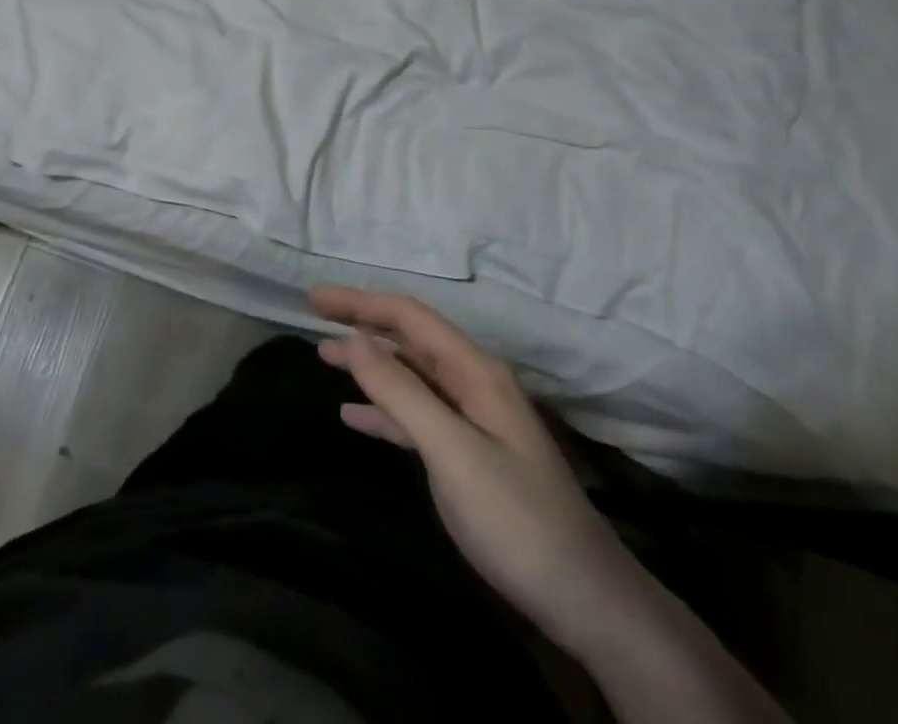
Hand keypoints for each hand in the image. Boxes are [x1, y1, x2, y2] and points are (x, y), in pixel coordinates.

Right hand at [311, 286, 790, 723]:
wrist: (584, 599)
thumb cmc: (516, 518)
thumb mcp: (452, 451)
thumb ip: (402, 392)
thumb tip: (355, 338)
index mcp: (474, 371)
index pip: (409, 317)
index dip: (360, 302)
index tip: (314, 297)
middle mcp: (472, 384)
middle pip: (408, 339)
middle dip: (362, 324)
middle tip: (313, 316)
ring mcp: (472, 419)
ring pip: (409, 376)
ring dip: (368, 365)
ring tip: (324, 358)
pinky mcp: (468, 454)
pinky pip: (416, 417)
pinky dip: (383, 411)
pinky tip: (353, 417)